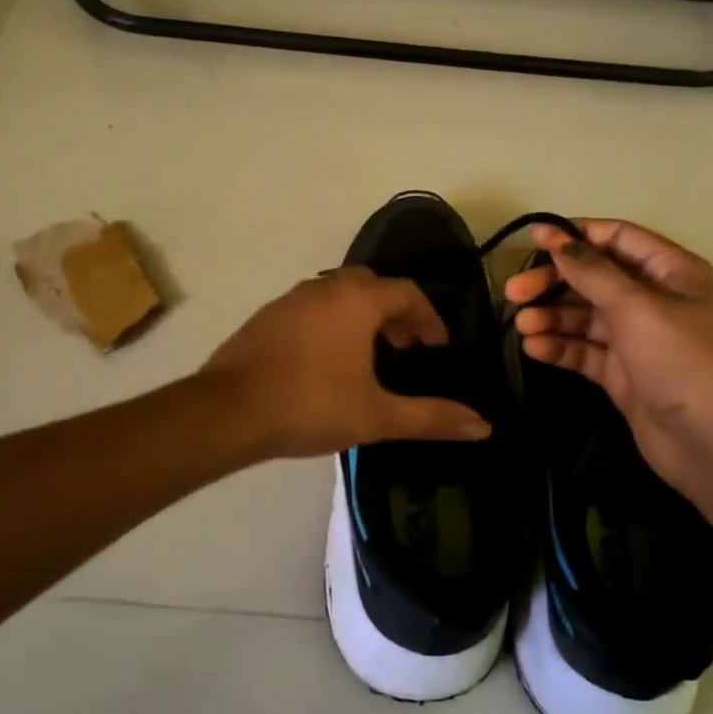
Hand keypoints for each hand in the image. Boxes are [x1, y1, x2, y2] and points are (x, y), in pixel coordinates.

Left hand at [205, 267, 491, 459]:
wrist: (228, 412)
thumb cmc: (311, 406)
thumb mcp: (377, 416)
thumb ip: (432, 418)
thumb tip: (484, 427)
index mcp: (358, 300)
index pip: (407, 293)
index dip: (429, 318)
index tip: (437, 347)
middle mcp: (325, 288)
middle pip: (373, 287)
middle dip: (397, 314)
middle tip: (407, 348)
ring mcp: (291, 299)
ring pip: (339, 295)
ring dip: (363, 317)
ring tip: (371, 357)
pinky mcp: (267, 317)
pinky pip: (312, 308)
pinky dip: (332, 323)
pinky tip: (327, 361)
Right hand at [504, 220, 712, 504]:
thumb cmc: (684, 362)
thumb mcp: (638, 309)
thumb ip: (593, 273)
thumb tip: (557, 240)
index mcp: (672, 272)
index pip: (618, 239)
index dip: (575, 235)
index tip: (533, 238)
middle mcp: (655, 300)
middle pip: (595, 278)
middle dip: (554, 282)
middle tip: (513, 292)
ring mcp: (638, 339)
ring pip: (586, 316)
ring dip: (552, 317)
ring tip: (521, 326)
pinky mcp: (623, 373)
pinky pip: (585, 351)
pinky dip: (560, 347)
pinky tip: (533, 348)